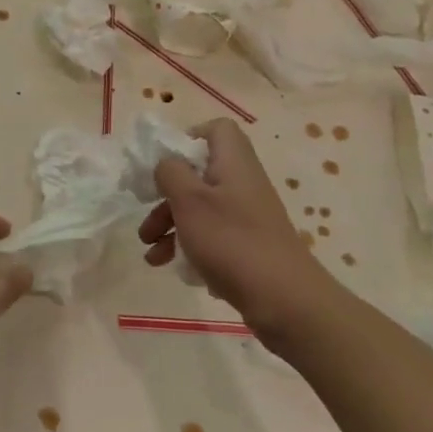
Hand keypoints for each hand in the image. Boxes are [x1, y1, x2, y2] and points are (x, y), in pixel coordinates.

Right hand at [137, 119, 336, 336]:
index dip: (188, 138)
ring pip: (200, 208)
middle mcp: (242, 184)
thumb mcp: (190, 200)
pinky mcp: (247, 245)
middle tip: (146, 216)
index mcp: (233, 163)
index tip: (165, 164)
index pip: (216, 129)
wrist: (285, 301)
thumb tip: (167, 164)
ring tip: (150, 253)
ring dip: (170, 225)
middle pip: (199, 174)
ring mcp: (247, 216)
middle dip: (166, 195)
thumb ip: (170, 172)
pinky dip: (188, 246)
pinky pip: (211, 235)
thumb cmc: (232, 241)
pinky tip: (172, 267)